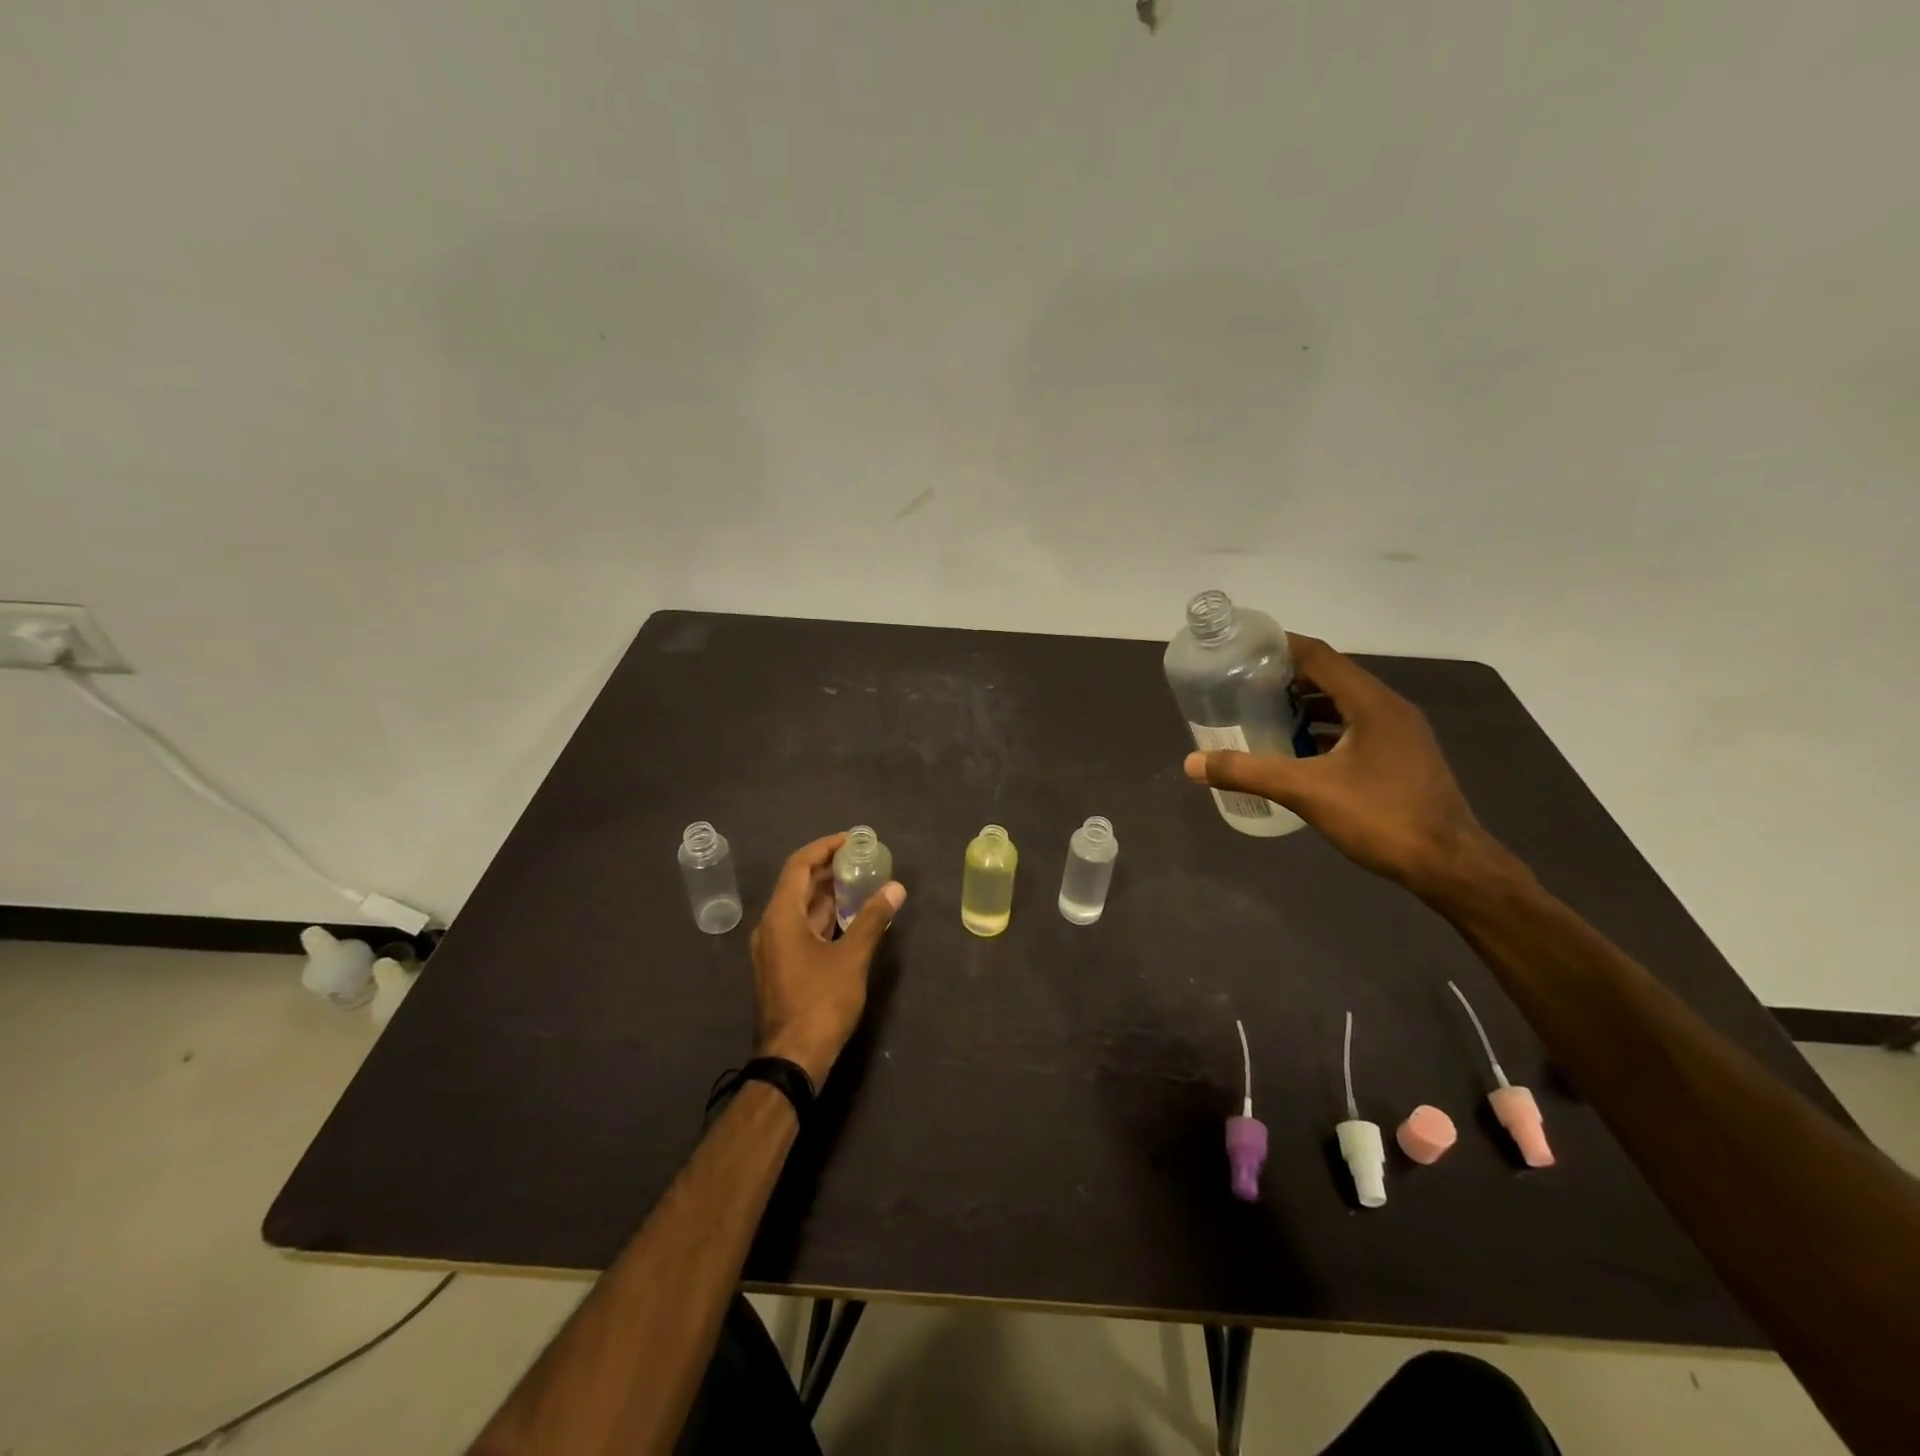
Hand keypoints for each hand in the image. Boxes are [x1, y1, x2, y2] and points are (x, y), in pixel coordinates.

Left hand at [750, 833, 905, 1088]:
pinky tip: (848, 918)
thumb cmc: (820, 1003)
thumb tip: (896, 887)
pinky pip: (800, 928)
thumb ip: (872, 919)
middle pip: (797, 884)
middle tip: (862, 859)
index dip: (825, 847)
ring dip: (827, 893)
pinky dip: (823, 916)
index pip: (799, 865)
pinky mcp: (781, 967)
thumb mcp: (852, 958)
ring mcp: (773, 949)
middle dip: (829, 868)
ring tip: (861, 882)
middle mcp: (770, 927)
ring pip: (800, 908)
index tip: (852, 839)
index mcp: (781, 917)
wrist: (792, 1060)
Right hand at [1183, 634, 1497, 894]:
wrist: (1449, 866)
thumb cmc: (1381, 818)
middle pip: (1330, 676)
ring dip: (1304, 705)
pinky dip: (1324, 729)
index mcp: (1372, 703)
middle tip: (1242, 686)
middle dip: (1286, 678)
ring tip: (1262, 715)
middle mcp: (1389, 708)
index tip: (1241, 651)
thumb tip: (1192, 762)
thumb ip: (1248, 772)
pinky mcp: (1401, 756)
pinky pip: (1355, 727)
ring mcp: (1400, 733)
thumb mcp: (1307, 792)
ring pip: (1344, 704)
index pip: (1319, 656)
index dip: (1280, 647)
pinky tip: (1298, 751)